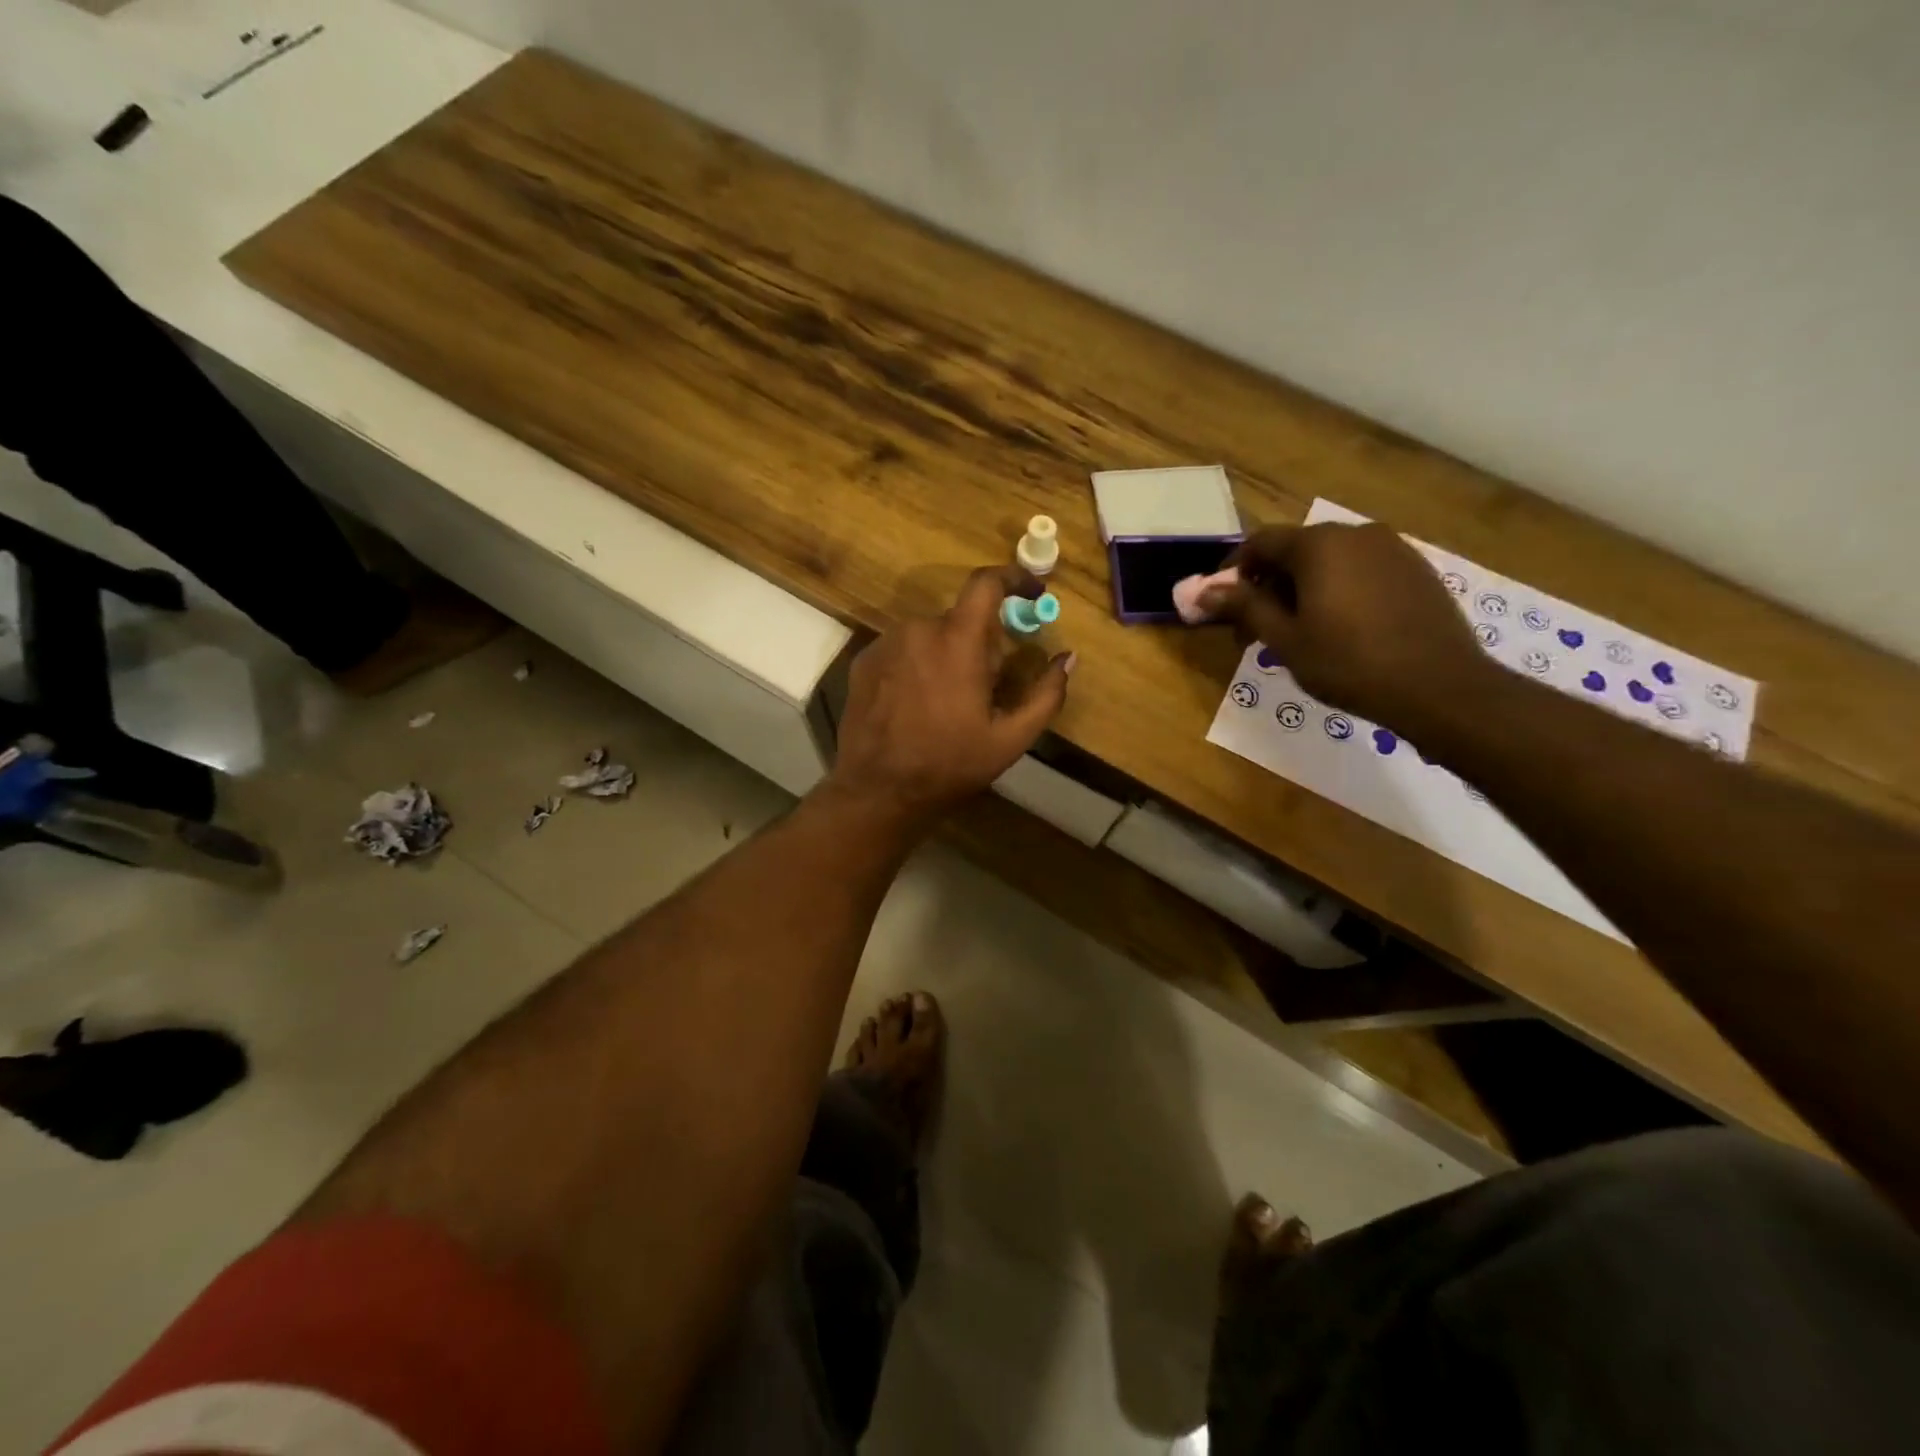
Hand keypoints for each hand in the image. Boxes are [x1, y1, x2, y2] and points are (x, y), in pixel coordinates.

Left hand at [826, 566, 1073, 827]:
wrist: (877, 790)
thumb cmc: (948, 764)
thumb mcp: (1009, 739)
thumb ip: (1045, 694)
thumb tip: (1068, 659)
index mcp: (957, 640)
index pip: (986, 584)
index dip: (1014, 578)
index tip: (1031, 592)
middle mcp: (918, 629)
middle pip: (961, 619)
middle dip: (980, 643)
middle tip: (987, 686)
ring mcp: (885, 644)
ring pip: (930, 635)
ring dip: (947, 654)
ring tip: (949, 702)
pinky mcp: (864, 661)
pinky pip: (903, 649)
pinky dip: (918, 665)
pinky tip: (917, 704)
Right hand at [1202, 522, 1491, 730]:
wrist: (1439, 687)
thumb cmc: (1348, 663)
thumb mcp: (1285, 639)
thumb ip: (1244, 607)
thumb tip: (1203, 590)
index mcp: (1318, 545)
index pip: (1259, 543)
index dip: (1232, 570)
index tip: (1219, 604)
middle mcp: (1355, 533)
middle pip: (1295, 550)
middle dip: (1268, 584)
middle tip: (1255, 628)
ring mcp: (1392, 549)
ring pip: (1330, 560)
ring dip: (1303, 588)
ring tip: (1297, 632)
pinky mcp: (1416, 569)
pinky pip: (1361, 570)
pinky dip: (1338, 590)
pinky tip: (1340, 628)